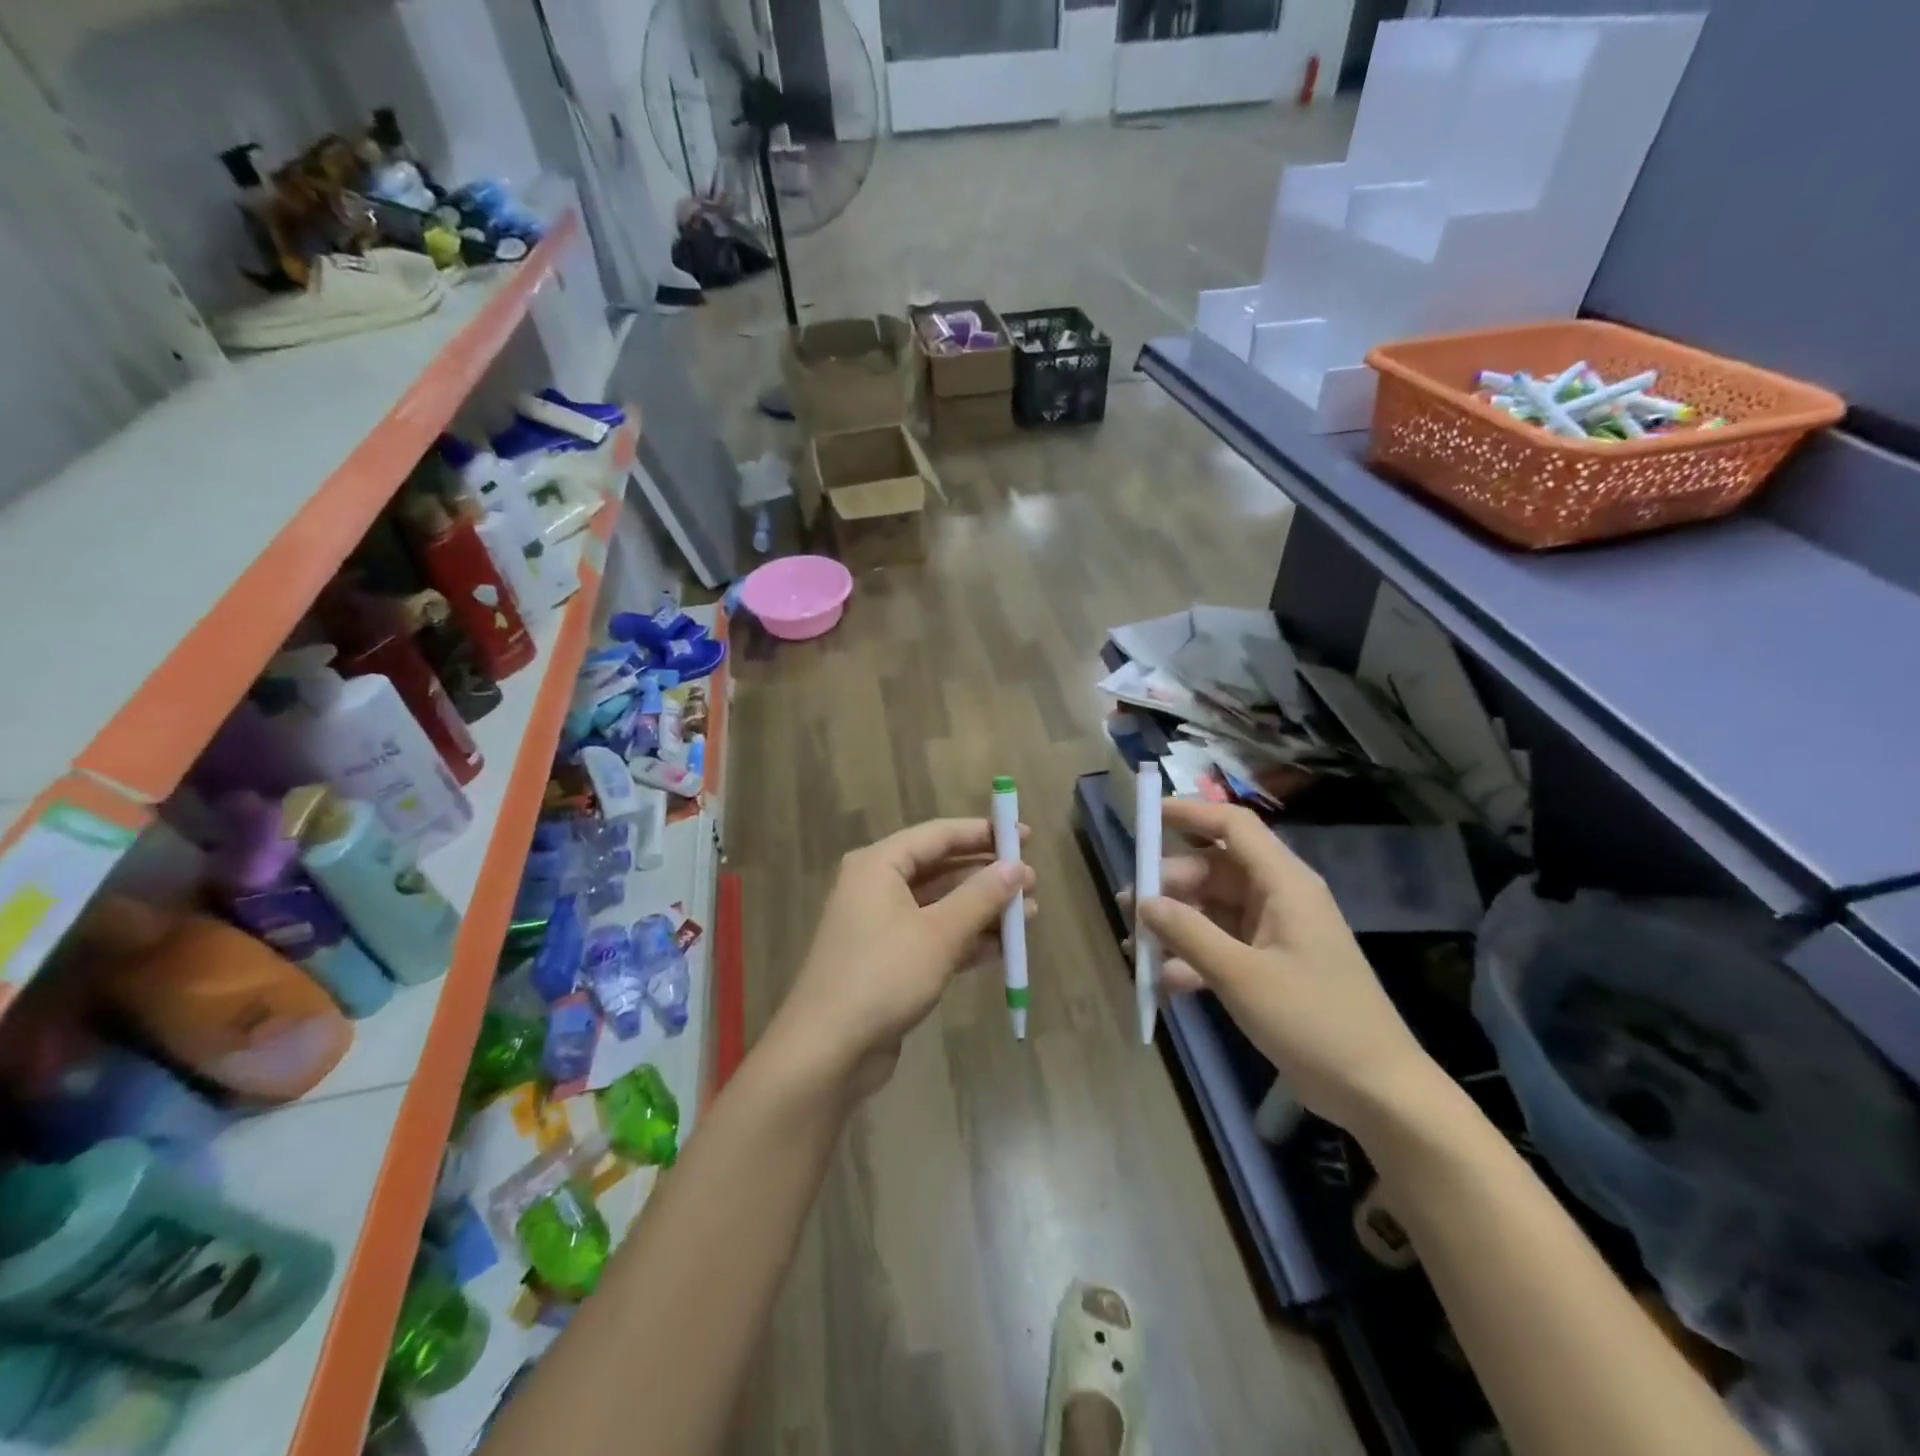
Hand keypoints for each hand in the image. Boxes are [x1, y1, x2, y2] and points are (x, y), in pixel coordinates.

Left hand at [775, 818, 1035, 1099]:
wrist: (828, 1050)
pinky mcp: (889, 960)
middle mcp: (877, 887)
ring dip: (983, 910)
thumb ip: (981, 896)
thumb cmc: (883, 975)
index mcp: (878, 865)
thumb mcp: (939, 933)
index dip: (983, 833)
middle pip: (941, 868)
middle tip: (1032, 881)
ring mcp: (882, 926)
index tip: (1024, 836)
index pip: (938, 835)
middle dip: (987, 875)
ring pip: (941, 906)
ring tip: (1029, 915)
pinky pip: (934, 936)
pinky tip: (1005, 948)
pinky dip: (967, 939)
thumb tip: (1017, 867)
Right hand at [1131, 800, 1440, 1133]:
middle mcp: (1279, 898)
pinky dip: (1191, 957)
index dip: (1189, 813)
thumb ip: (1188, 933)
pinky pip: (1220, 944)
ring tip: (1134, 946)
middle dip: (1169, 885)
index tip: (1145, 817)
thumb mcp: (1241, 976)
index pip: (1233, 826)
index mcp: (1284, 884)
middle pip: (1213, 870)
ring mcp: (1274, 933)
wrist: (1376, 1091)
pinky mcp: (1269, 965)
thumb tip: (1143, 901)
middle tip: (1130, 908)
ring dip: (1175, 924)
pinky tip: (1162, 982)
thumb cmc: (1314, 1022)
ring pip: (1212, 909)